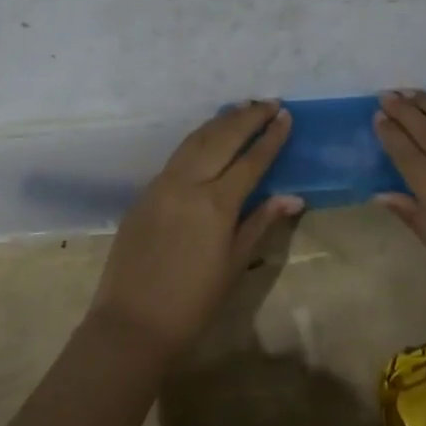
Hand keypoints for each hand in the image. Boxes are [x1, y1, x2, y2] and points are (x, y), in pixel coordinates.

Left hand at [90, 101, 304, 355]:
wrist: (132, 322)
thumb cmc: (193, 302)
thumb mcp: (234, 264)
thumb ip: (261, 223)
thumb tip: (293, 197)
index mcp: (215, 204)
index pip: (251, 160)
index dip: (270, 137)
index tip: (286, 116)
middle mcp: (188, 184)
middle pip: (222, 138)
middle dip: (247, 117)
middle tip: (269, 102)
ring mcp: (161, 184)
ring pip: (195, 140)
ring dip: (220, 121)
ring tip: (242, 108)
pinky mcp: (144, 193)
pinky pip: (176, 156)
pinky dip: (197, 139)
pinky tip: (208, 137)